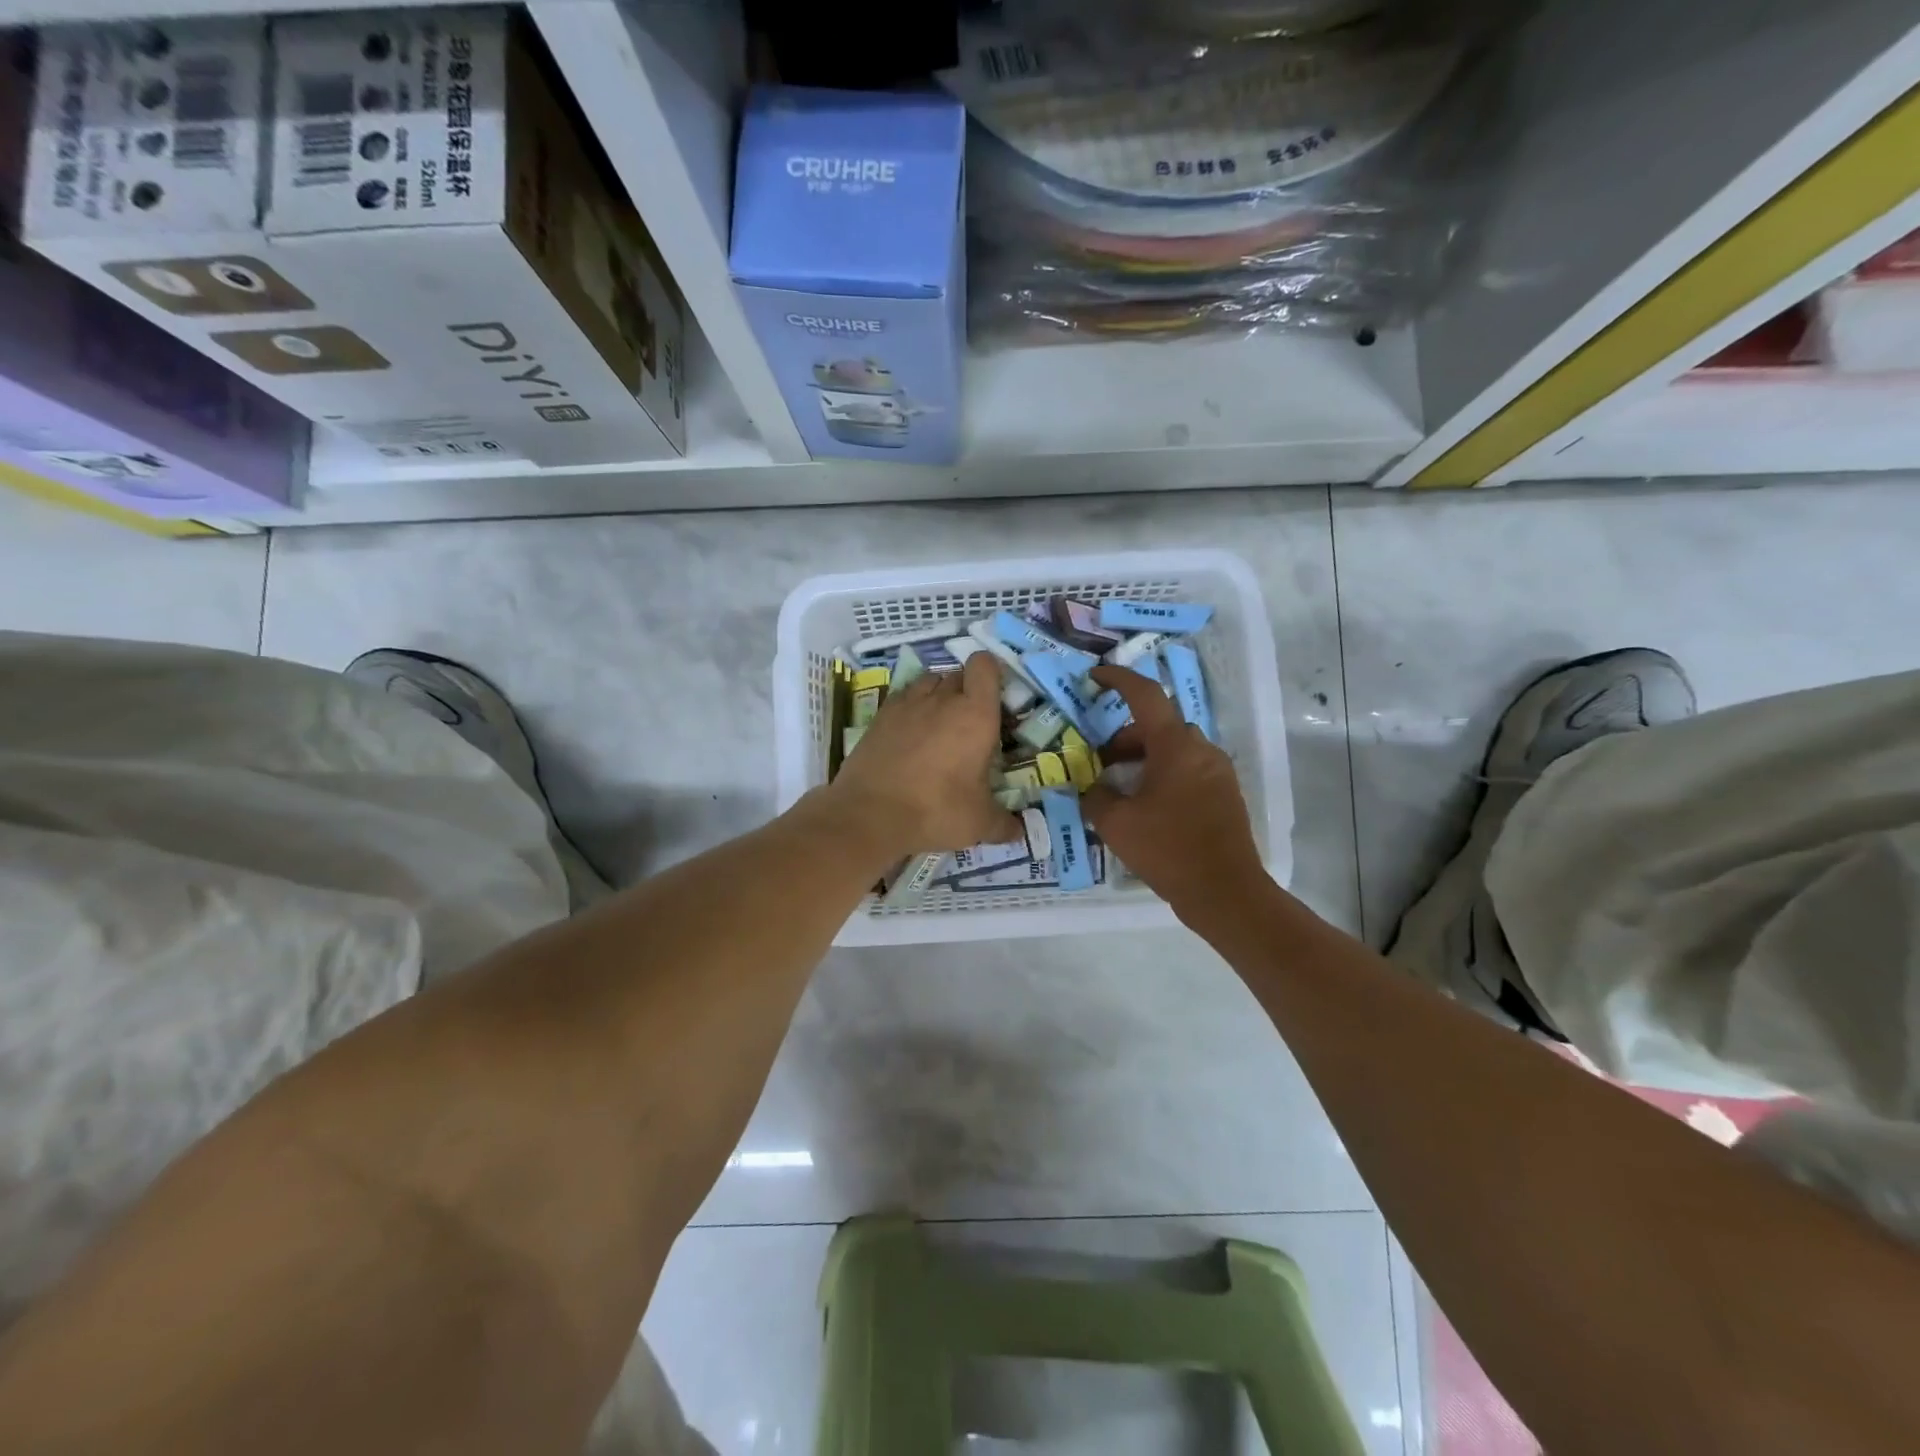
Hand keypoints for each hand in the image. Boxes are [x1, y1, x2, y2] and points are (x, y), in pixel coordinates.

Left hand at [822, 651, 1021, 859]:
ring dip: (938, 695)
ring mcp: (908, 704)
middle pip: (959, 675)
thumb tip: (1019, 831)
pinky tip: (910, 734)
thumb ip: (1003, 824)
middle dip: (967, 691)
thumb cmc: (936, 810)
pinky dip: (911, 708)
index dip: (990, 674)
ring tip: (939, 725)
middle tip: (969, 724)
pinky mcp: (881, 715)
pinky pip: (903, 697)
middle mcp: (942, 699)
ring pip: (929, 682)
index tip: (993, 698)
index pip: (985, 666)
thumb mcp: (978, 823)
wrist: (870, 813)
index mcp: (976, 715)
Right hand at [1083, 665, 1268, 917]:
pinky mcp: (1226, 795)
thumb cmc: (1167, 849)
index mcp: (1175, 746)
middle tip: (1098, 761)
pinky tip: (1147, 807)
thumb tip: (1094, 787)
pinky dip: (1164, 775)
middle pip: (1158, 726)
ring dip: (1144, 758)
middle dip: (1124, 737)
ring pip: (1174, 750)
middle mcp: (1201, 750)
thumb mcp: (1116, 824)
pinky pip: (1189, 770)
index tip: (1095, 677)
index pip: (1145, 695)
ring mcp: (1218, 772)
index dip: (1118, 680)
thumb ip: (1096, 797)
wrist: (1225, 891)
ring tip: (1120, 788)